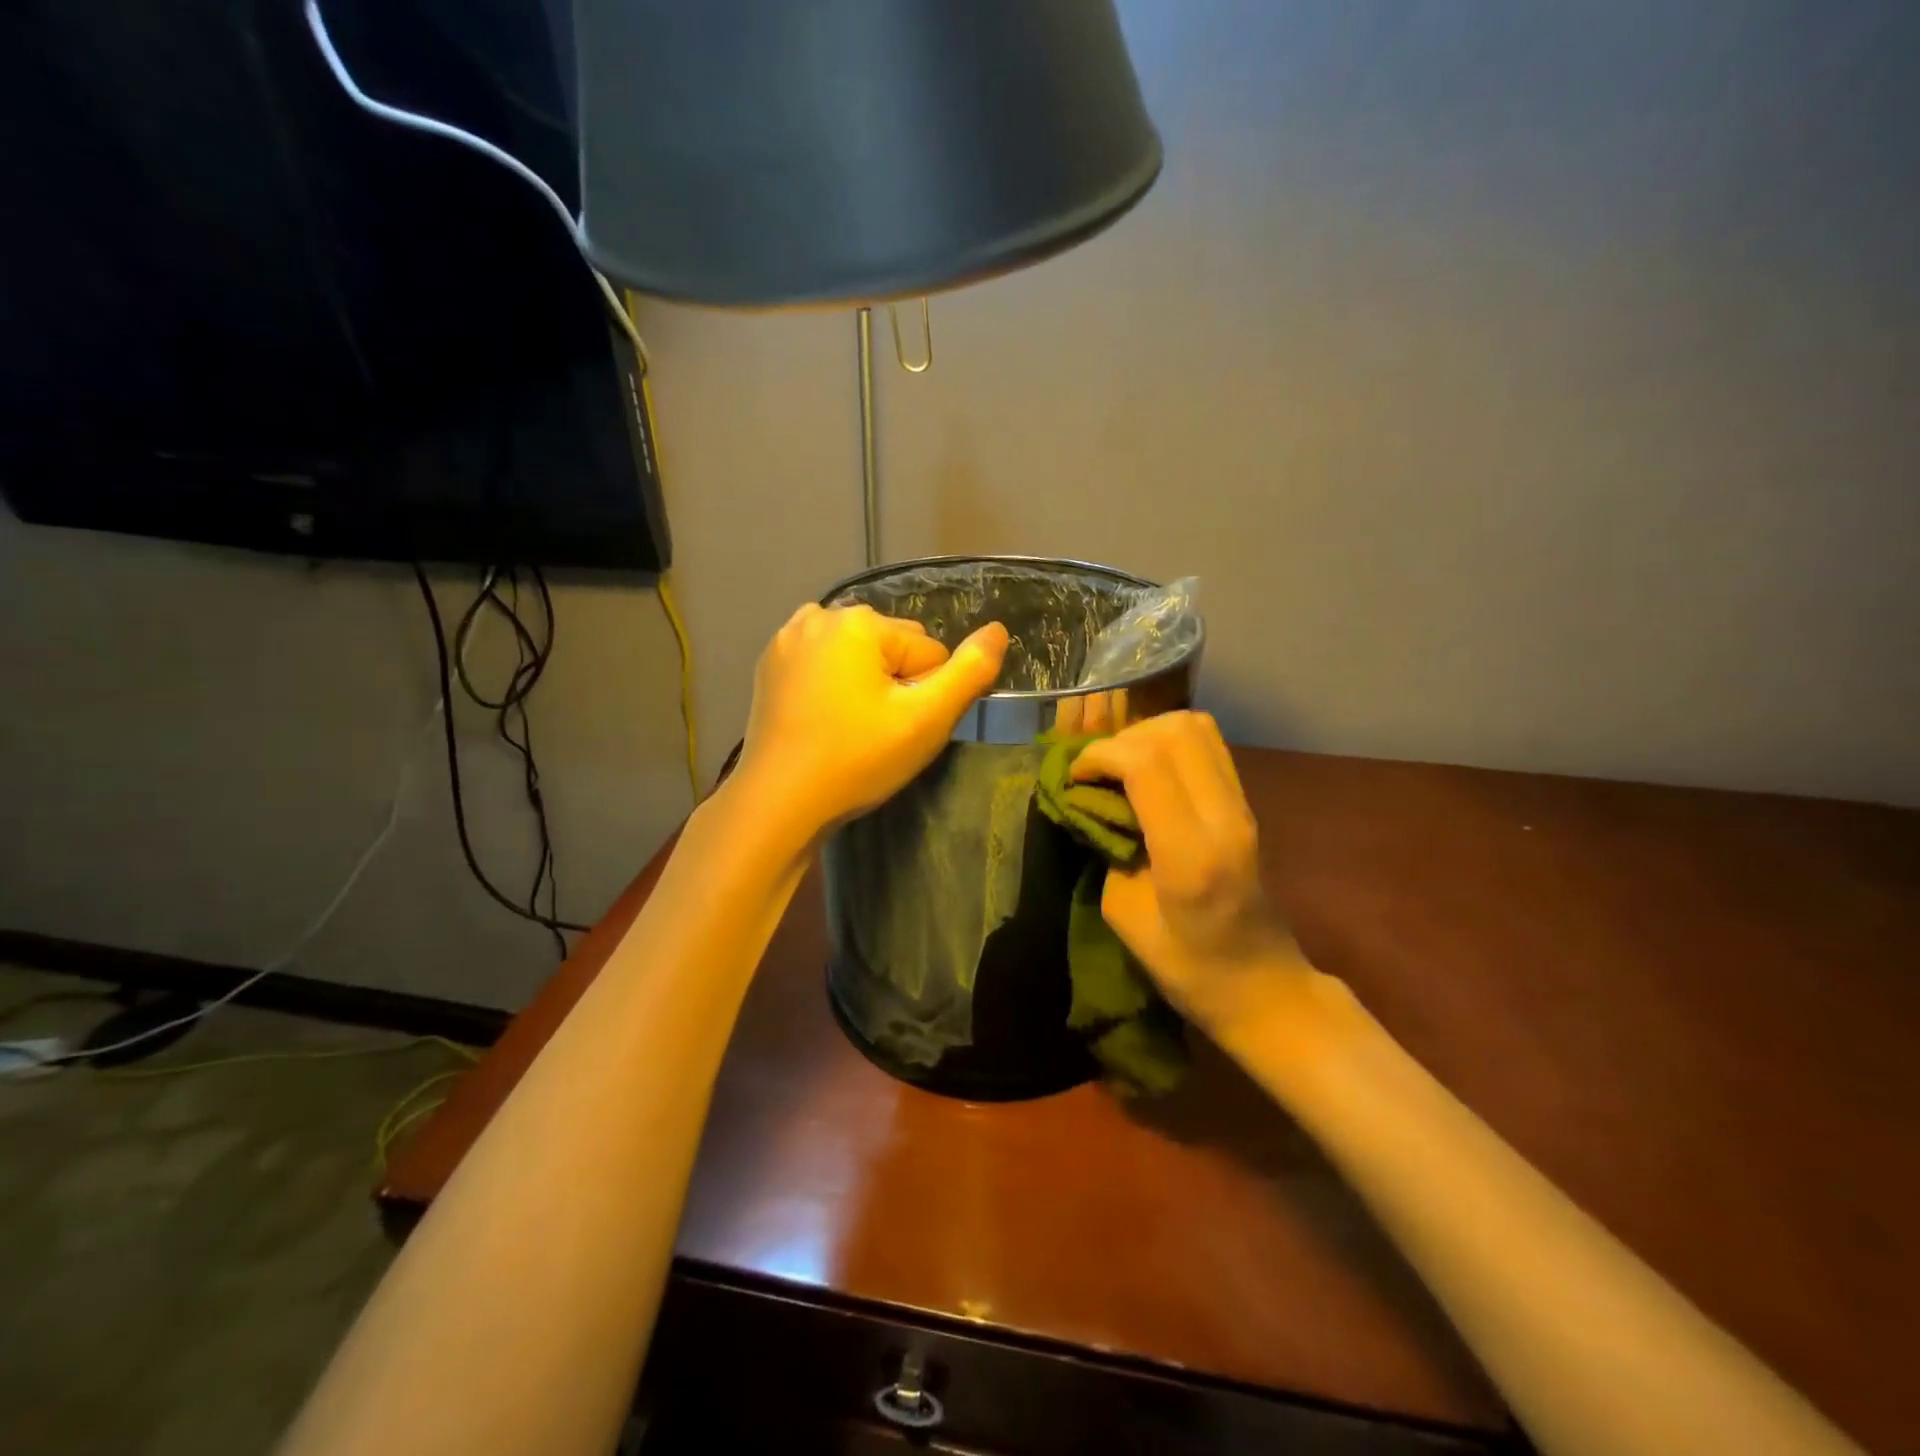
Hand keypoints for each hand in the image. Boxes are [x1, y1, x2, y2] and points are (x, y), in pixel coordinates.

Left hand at [734, 604, 1009, 835]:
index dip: (926, 696)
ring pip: (858, 657)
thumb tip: (999, 630)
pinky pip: (825, 666)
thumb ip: (971, 671)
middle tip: (878, 734)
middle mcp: (819, 616)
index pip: (928, 653)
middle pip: (892, 648)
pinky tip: (825, 722)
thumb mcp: (927, 719)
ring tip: (852, 729)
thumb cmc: (858, 759)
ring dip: (866, 684)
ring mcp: (787, 639)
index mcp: (858, 621)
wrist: (779, 802)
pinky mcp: (770, 665)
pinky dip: (833, 686)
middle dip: (895, 685)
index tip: (901, 731)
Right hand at [1071, 712, 1309, 1038]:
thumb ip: (1109, 846)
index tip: (1076, 776)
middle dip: (1123, 739)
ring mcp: (1242, 806)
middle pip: (1175, 731)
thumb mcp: (1124, 913)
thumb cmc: (1187, 967)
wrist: (1262, 985)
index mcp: (1190, 854)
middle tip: (1098, 769)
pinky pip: (1208, 745)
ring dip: (1149, 733)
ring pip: (1196, 727)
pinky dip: (1170, 742)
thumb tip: (1093, 801)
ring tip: (1122, 765)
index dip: (1101, 755)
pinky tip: (1148, 771)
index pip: (1146, 764)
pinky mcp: (1245, 804)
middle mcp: (1224, 818)